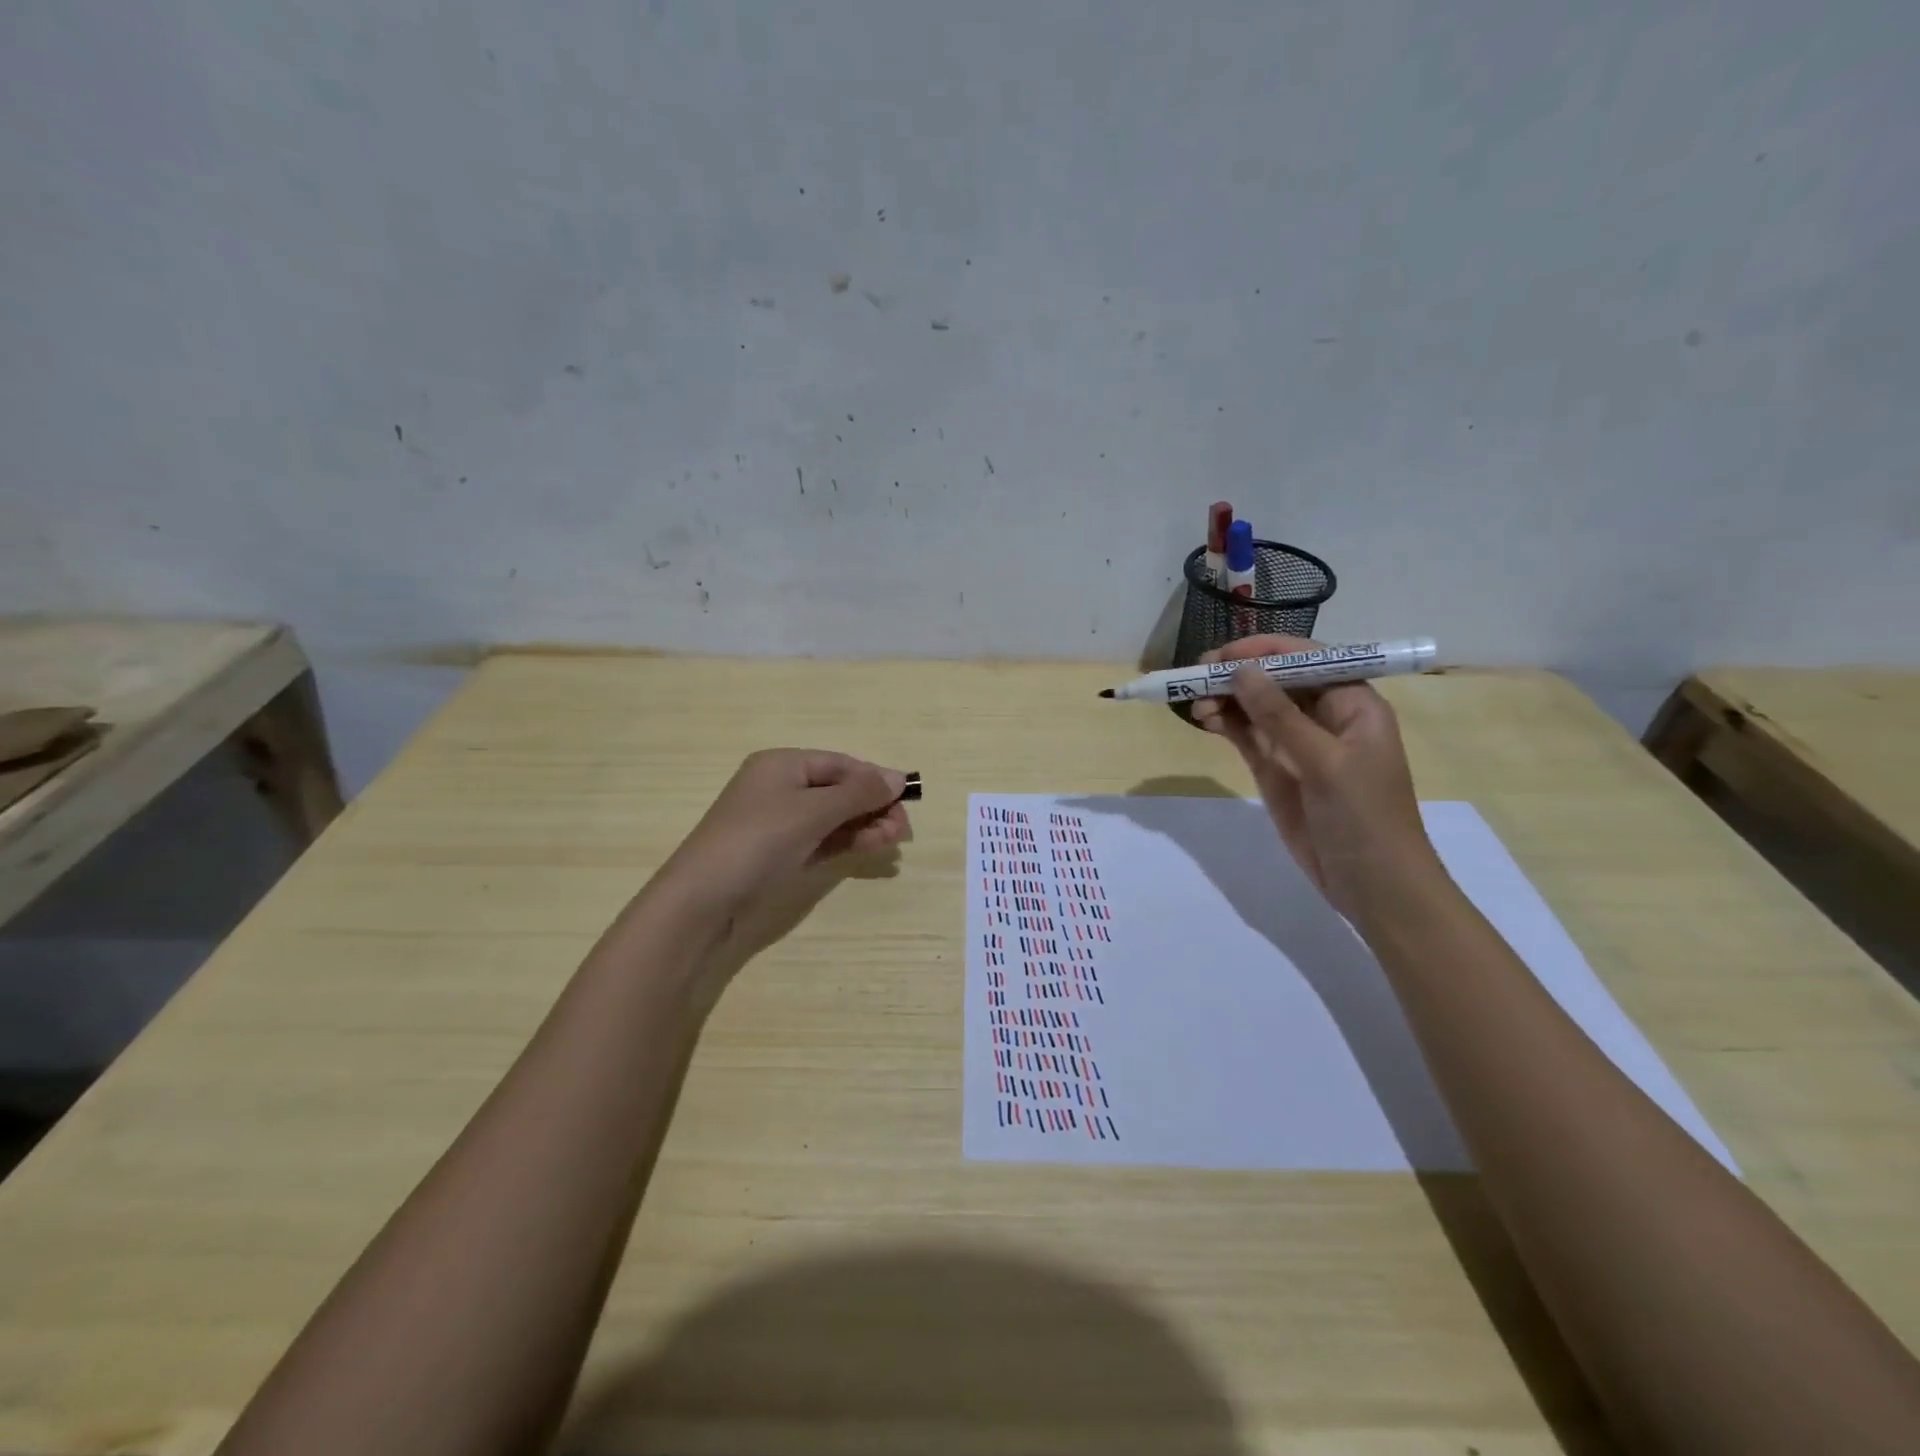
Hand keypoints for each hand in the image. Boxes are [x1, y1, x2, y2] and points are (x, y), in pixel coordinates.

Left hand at [655, 749, 909, 920]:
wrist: (702, 900)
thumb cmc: (759, 840)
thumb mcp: (813, 811)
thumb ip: (859, 793)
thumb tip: (899, 777)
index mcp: (782, 764)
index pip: (841, 764)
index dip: (875, 779)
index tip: (907, 800)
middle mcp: (780, 787)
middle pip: (839, 790)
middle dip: (873, 806)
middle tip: (901, 832)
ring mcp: (778, 823)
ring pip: (833, 817)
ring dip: (865, 826)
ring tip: (892, 843)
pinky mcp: (778, 853)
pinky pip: (821, 839)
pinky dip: (846, 842)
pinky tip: (870, 848)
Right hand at [1191, 636, 1438, 921]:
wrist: (1373, 886)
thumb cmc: (1365, 818)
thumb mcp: (1325, 762)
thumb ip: (1279, 716)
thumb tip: (1240, 671)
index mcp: (1353, 704)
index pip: (1306, 659)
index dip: (1264, 651)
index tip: (1222, 655)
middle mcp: (1325, 716)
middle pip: (1276, 680)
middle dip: (1238, 674)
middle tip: (1196, 676)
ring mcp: (1298, 744)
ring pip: (1256, 707)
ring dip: (1226, 699)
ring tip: (1195, 703)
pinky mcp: (1277, 770)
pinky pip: (1248, 736)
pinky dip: (1226, 725)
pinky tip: (1205, 719)